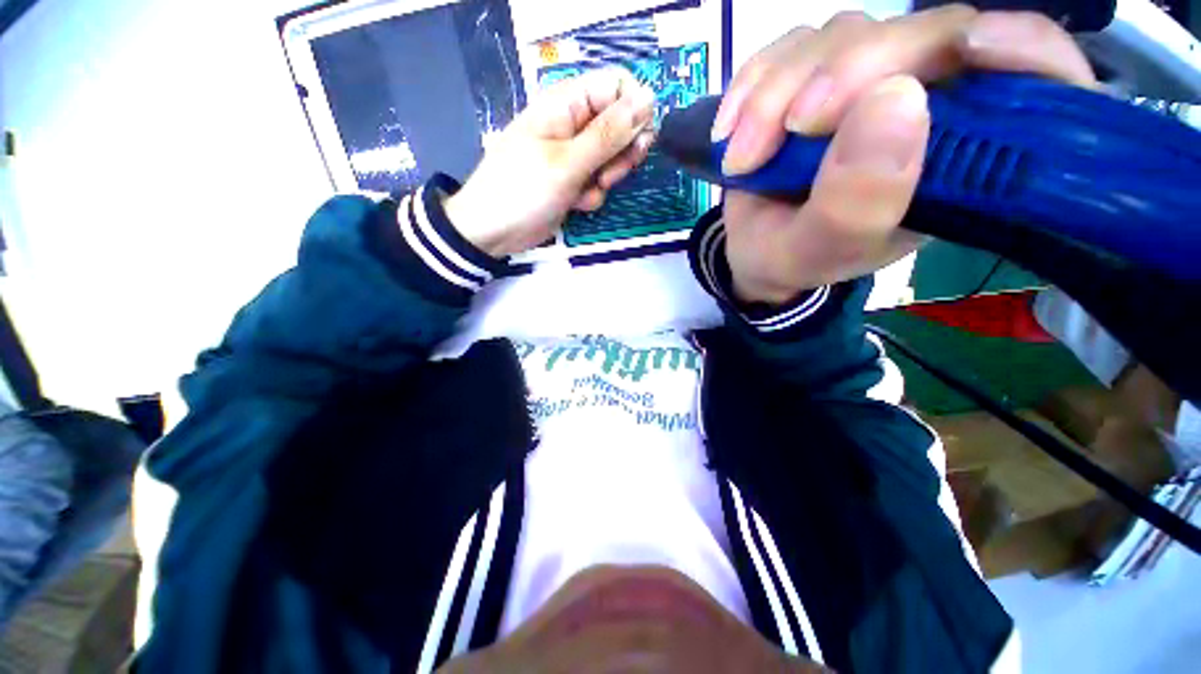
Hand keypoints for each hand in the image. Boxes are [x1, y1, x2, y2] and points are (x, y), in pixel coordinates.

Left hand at [444, 69, 656, 256]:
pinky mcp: (574, 179)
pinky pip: (599, 181)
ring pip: (613, 158)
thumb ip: (609, 134)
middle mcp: (574, 123)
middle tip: (607, 175)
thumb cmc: (524, 190)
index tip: (638, 142)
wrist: (493, 231)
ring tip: (583, 191)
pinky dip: (592, 195)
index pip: (618, 86)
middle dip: (621, 154)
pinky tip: (574, 204)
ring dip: (605, 179)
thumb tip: (648, 99)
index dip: (635, 112)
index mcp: (567, 102)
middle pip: (620, 125)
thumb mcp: (568, 162)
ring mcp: (574, 154)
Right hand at [713, 7, 1095, 304]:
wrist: (753, 251)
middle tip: (786, 133)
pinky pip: (790, 47)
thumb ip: (856, 204)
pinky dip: (753, 83)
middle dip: (842, 76)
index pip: (1031, 81)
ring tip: (742, 156)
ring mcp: (868, 82)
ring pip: (842, 36)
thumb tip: (897, 99)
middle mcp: (926, 107)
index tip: (971, 51)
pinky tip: (730, 129)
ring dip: (777, 92)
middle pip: (920, 36)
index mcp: (956, 162)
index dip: (1021, 49)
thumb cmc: (792, 258)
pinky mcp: (817, 73)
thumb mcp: (817, 252)